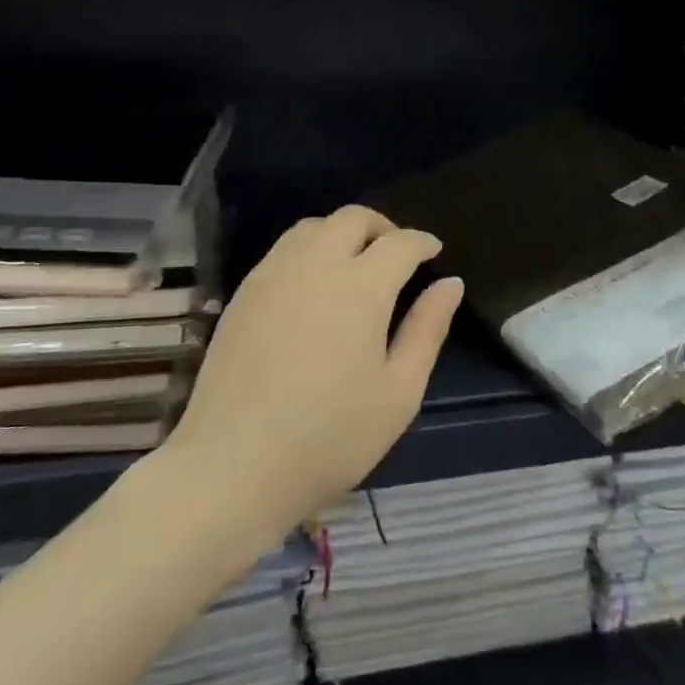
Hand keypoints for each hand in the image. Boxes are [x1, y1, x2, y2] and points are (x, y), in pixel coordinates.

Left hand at [162, 206, 463, 543]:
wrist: (234, 465)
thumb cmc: (330, 437)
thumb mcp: (399, 392)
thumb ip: (427, 330)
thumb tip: (450, 284)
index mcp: (360, 287)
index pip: (399, 243)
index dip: (422, 242)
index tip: (434, 251)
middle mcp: (315, 265)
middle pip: (352, 218)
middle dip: (382, 226)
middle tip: (397, 254)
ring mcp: (272, 275)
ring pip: (312, 227)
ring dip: (342, 232)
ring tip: (355, 264)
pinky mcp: (243, 293)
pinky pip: (283, 249)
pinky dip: (309, 249)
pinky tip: (314, 285)